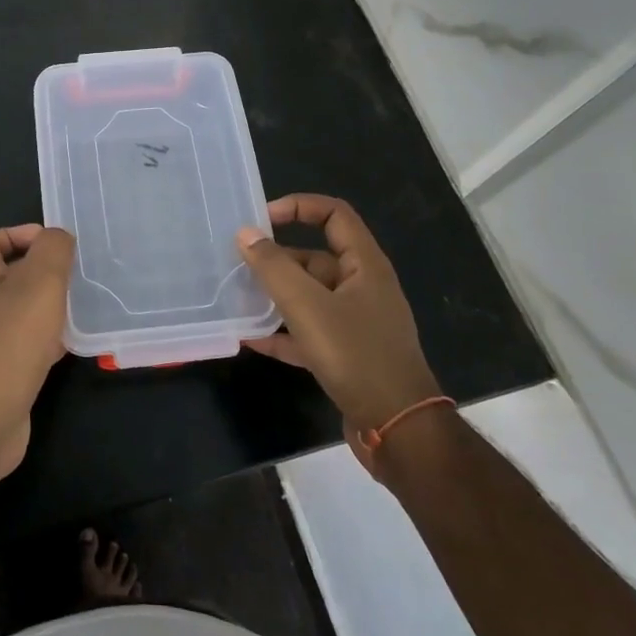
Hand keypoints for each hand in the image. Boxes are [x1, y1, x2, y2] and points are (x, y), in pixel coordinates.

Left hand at [0, 225, 72, 482]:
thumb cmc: (8, 343)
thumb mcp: (39, 283)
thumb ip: (52, 251)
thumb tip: (57, 237)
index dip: (21, 235)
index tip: (57, 243)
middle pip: (9, 277)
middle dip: (43, 273)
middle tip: (78, 275)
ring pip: (20, 312)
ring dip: (49, 308)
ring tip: (83, 306)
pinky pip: (25, 346)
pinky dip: (48, 341)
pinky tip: (73, 346)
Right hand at [238, 195, 439, 438]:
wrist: (398, 427)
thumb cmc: (356, 355)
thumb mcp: (308, 306)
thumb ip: (274, 267)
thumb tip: (246, 233)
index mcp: (364, 265)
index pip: (334, 215)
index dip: (298, 207)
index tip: (261, 220)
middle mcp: (363, 287)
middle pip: (316, 258)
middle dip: (277, 260)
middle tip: (238, 266)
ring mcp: (357, 323)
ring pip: (310, 297)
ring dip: (276, 296)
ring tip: (238, 299)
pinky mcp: (348, 354)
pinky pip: (309, 332)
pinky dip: (283, 332)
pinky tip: (251, 338)